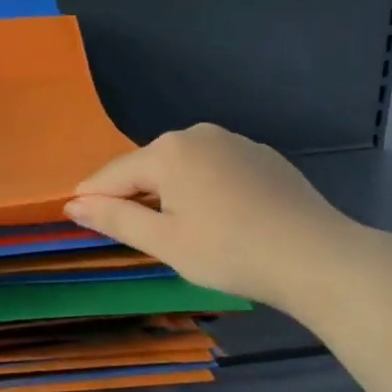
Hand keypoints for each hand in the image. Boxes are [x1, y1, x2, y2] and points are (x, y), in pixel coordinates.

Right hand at [64, 124, 361, 313]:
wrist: (318, 257)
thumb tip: (73, 204)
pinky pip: (214, 168)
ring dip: (169, 193)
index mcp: (168, 151)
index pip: (113, 174)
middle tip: (135, 234)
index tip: (76, 217)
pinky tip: (218, 218)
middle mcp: (198, 134)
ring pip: (182, 167)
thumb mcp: (163, 241)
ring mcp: (234, 141)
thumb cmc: (229, 252)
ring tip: (178, 230)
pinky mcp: (262, 156)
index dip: (92, 198)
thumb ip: (114, 219)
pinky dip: (203, 189)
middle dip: (134, 195)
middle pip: (148, 167)